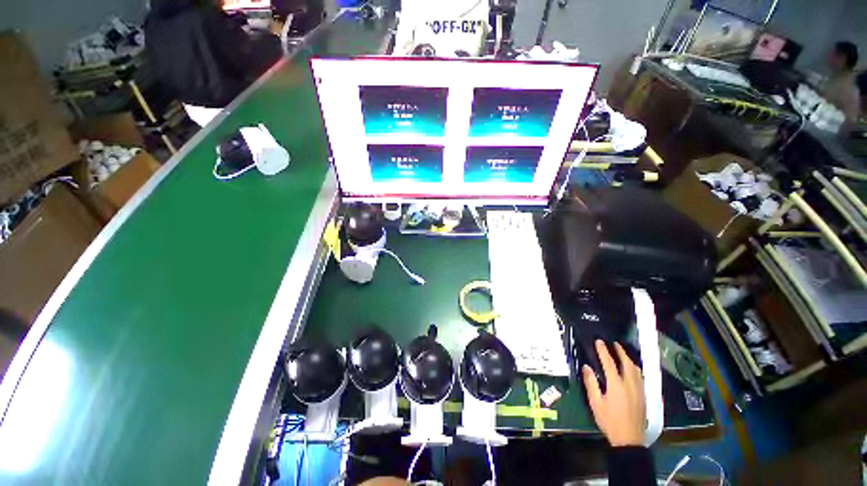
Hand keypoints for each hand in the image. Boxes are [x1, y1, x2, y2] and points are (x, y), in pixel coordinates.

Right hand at [582, 340, 645, 446]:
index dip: (603, 351)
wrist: (629, 439)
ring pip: (636, 370)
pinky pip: (640, 377)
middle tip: (615, 344)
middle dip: (621, 352)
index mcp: (616, 384)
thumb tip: (586, 367)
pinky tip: (632, 371)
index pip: (609, 363)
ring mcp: (639, 391)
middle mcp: (630, 384)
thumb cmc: (609, 420)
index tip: (599, 341)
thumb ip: (591, 383)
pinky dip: (635, 369)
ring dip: (629, 359)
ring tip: (623, 354)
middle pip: (627, 363)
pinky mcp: (643, 397)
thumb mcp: (595, 403)